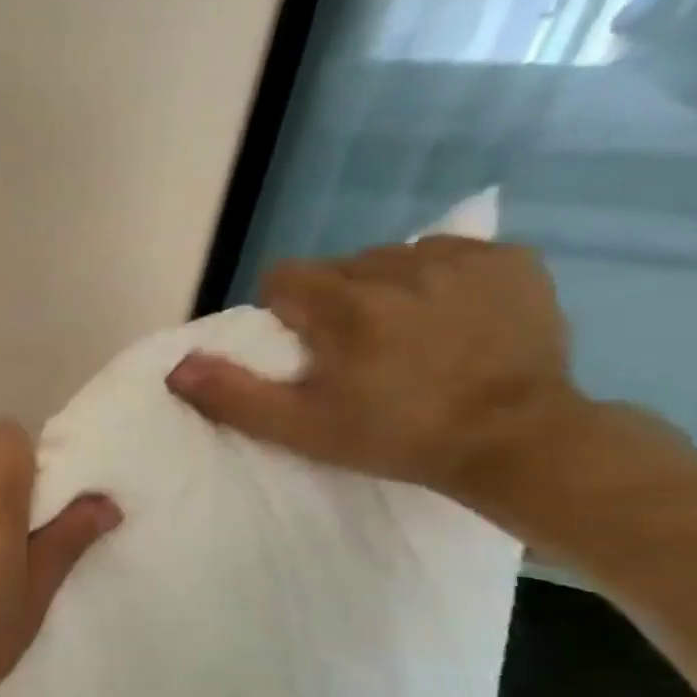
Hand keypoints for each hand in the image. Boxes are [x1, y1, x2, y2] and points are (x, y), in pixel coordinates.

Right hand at [165, 237, 585, 505]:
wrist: (518, 442)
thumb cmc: (397, 436)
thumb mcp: (301, 428)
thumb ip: (234, 394)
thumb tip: (177, 366)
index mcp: (345, 306)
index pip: (284, 277)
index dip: (285, 312)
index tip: (307, 349)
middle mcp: (399, 268)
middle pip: (338, 268)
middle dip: (334, 301)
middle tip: (356, 350)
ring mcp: (462, 260)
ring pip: (391, 259)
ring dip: (384, 289)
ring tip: (407, 334)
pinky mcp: (511, 261)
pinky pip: (450, 254)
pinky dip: (439, 280)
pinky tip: (452, 318)